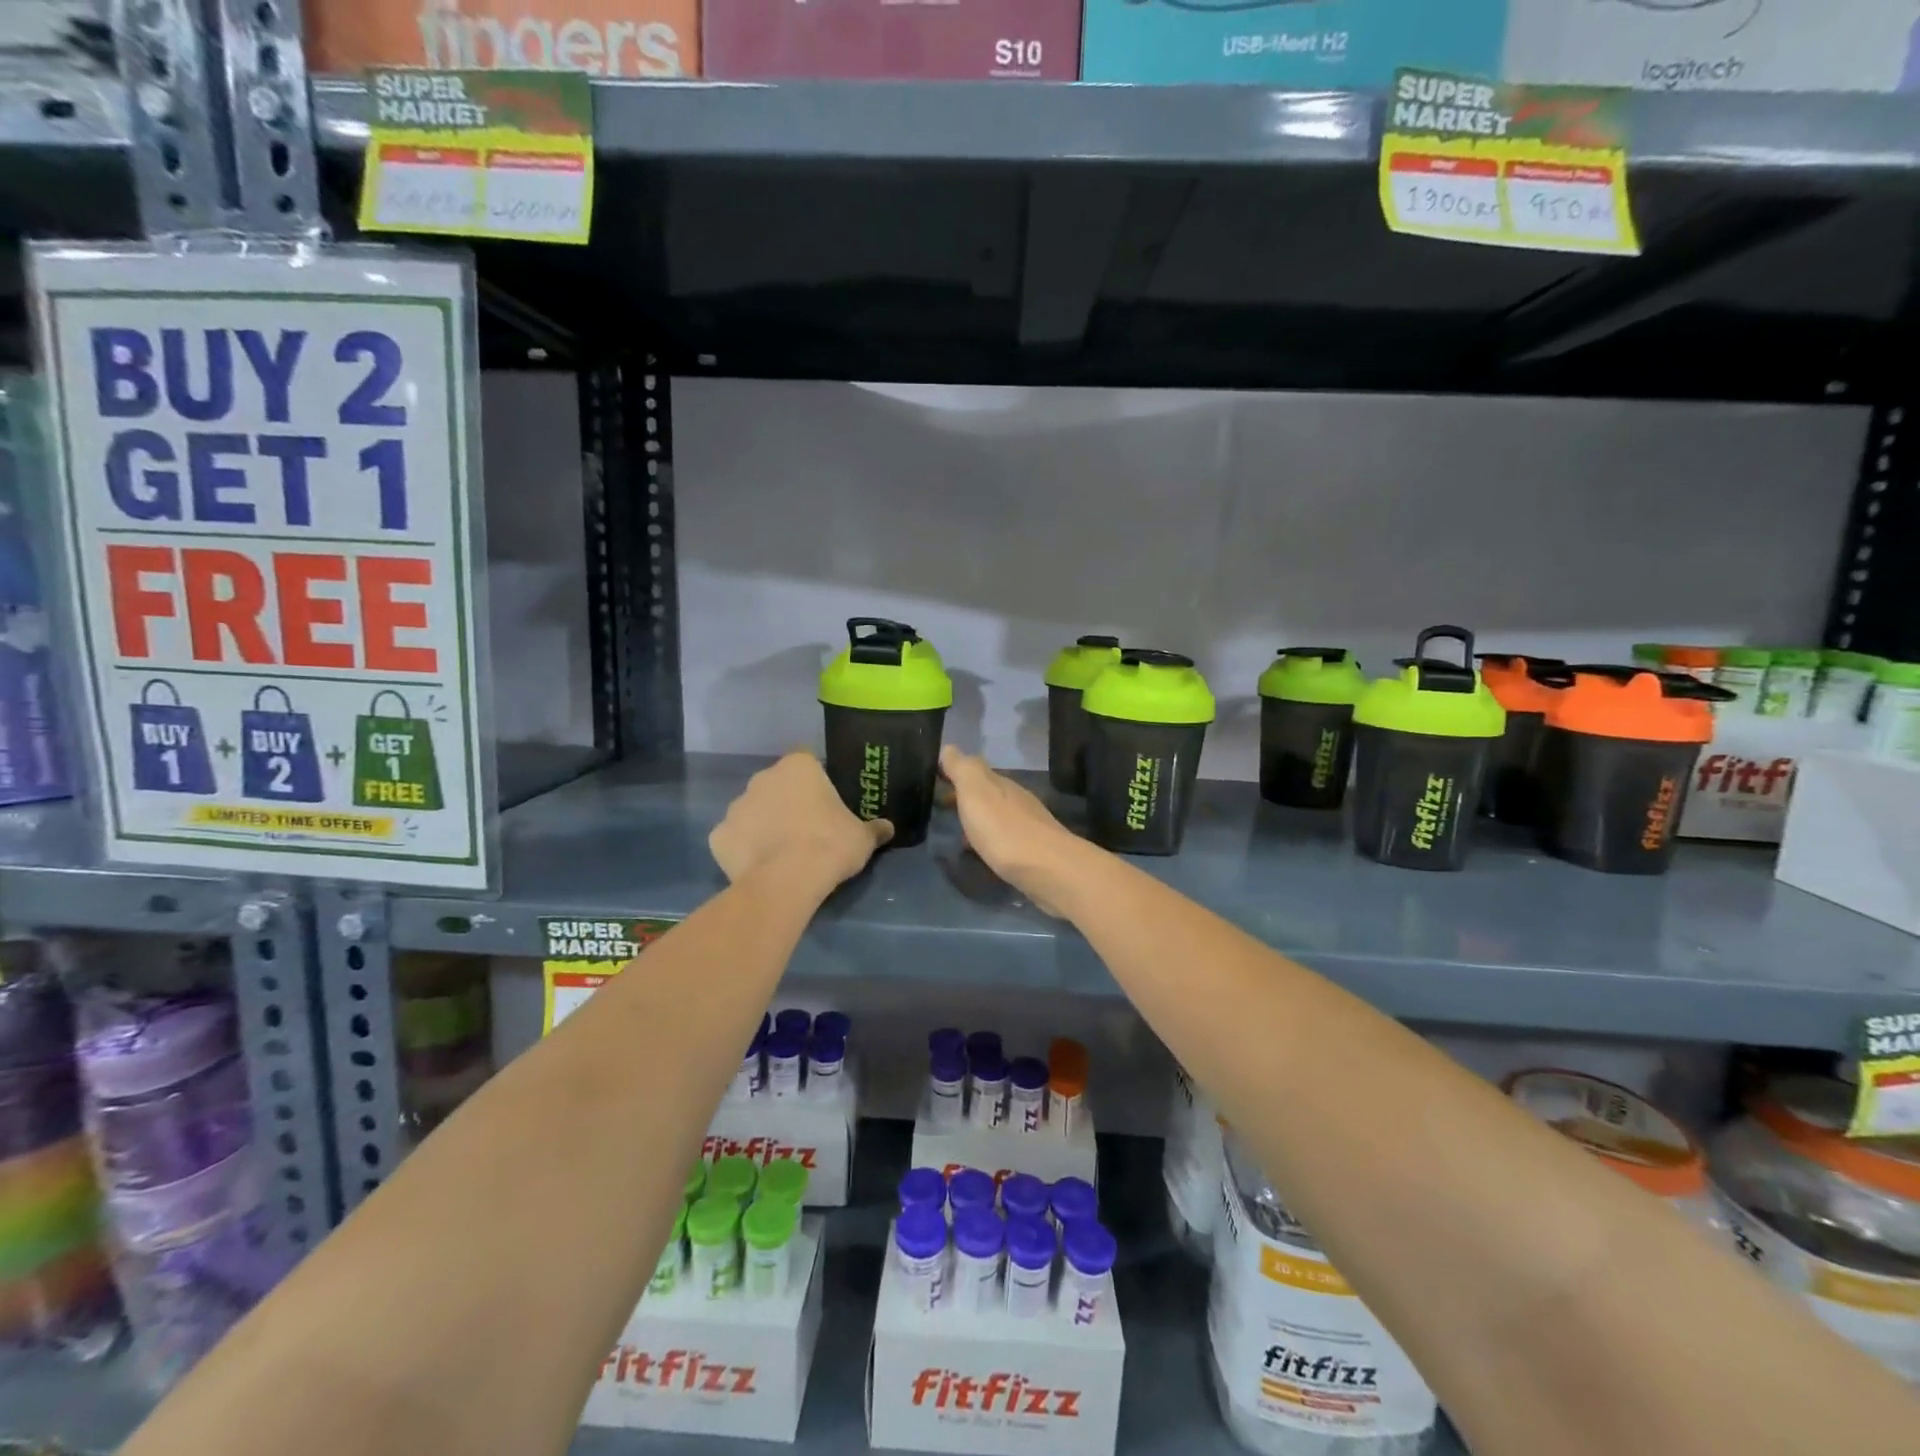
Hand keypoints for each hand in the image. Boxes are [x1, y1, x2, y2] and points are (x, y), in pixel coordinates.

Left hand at [710, 752, 890, 889]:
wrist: (787, 880)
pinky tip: (758, 867)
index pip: (807, 761)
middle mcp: (763, 778)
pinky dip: (743, 849)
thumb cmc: (830, 845)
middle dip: (787, 801)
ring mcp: (735, 806)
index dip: (815, 780)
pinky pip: (733, 838)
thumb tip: (888, 828)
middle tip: (806, 828)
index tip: (824, 801)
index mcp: (798, 767)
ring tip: (781, 852)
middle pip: (776, 784)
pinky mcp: (718, 836)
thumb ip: (874, 829)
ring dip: (764, 824)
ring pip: (752, 810)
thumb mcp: (863, 838)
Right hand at [939, 745, 1086, 911]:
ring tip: (956, 832)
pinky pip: (1003, 838)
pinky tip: (981, 852)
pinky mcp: (1032, 851)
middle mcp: (1015, 799)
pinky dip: (988, 839)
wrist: (1047, 869)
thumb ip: (962, 769)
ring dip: (977, 819)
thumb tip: (948, 747)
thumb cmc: (1003, 828)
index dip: (954, 772)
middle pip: (987, 792)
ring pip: (996, 815)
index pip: (975, 769)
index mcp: (1000, 783)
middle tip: (941, 807)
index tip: (934, 779)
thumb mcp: (975, 791)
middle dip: (965, 797)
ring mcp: (1027, 824)